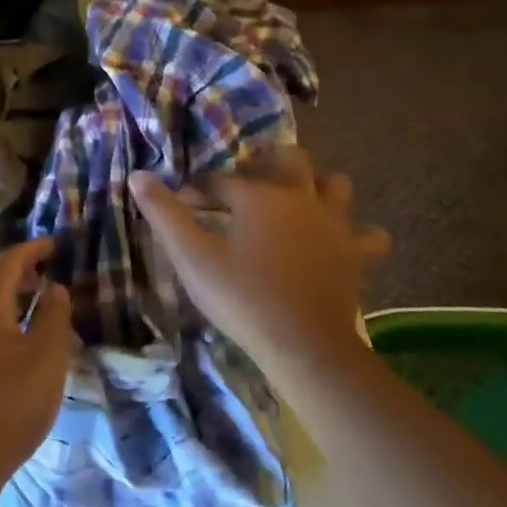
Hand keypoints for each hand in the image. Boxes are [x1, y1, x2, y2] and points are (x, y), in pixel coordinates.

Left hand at [0, 237, 72, 489]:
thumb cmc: (8, 403)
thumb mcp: (47, 357)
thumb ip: (54, 316)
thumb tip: (53, 288)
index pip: (8, 262)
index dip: (32, 248)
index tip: (54, 244)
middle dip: (19, 271)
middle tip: (46, 273)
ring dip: (8, 297)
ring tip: (35, 307)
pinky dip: (0, 320)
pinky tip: (14, 344)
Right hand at [131, 147, 388, 367]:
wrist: (305, 346)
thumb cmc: (243, 298)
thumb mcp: (192, 257)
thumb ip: (164, 214)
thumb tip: (138, 175)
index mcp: (259, 195)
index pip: (221, 179)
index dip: (198, 189)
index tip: (182, 204)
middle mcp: (300, 197)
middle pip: (289, 159)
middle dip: (265, 164)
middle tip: (245, 186)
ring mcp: (335, 224)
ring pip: (334, 185)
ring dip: (316, 186)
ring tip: (294, 203)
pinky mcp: (355, 254)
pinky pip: (367, 234)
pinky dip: (355, 233)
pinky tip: (338, 242)